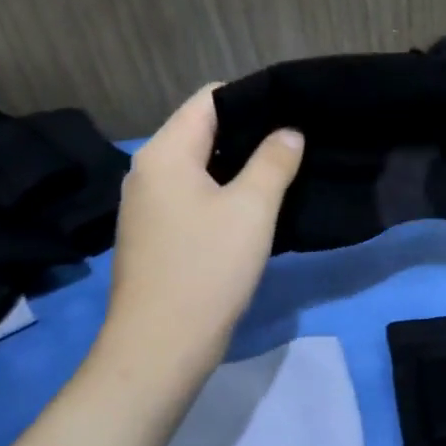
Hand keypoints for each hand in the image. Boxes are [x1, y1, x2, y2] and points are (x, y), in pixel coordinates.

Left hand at [93, 85, 302, 387]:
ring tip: (284, 170)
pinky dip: (223, 192)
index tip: (293, 110)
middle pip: (202, 130)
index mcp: (164, 153)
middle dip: (250, 132)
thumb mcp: (252, 208)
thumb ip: (274, 161)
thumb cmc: (207, 268)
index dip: (253, 97)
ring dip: (239, 165)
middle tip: (297, 141)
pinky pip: (193, 195)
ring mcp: (147, 205)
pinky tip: (255, 208)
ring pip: (199, 166)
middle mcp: (148, 170)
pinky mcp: (155, 234)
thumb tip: (289, 131)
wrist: (160, 347)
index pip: (209, 98)